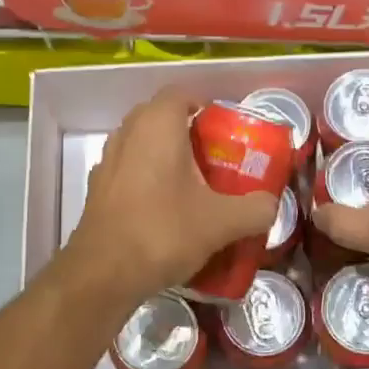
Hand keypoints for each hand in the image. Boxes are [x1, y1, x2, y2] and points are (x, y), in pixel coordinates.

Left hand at [65, 88, 280, 306]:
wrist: (103, 274)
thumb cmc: (163, 232)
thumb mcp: (222, 222)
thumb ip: (255, 209)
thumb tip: (271, 205)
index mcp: (157, 126)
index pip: (180, 94)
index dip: (204, 105)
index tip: (225, 130)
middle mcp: (127, 134)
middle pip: (159, 117)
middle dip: (186, 131)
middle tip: (214, 156)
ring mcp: (107, 161)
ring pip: (140, 144)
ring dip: (164, 155)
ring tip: (192, 183)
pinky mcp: (97, 189)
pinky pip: (128, 170)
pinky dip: (146, 178)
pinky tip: (165, 207)